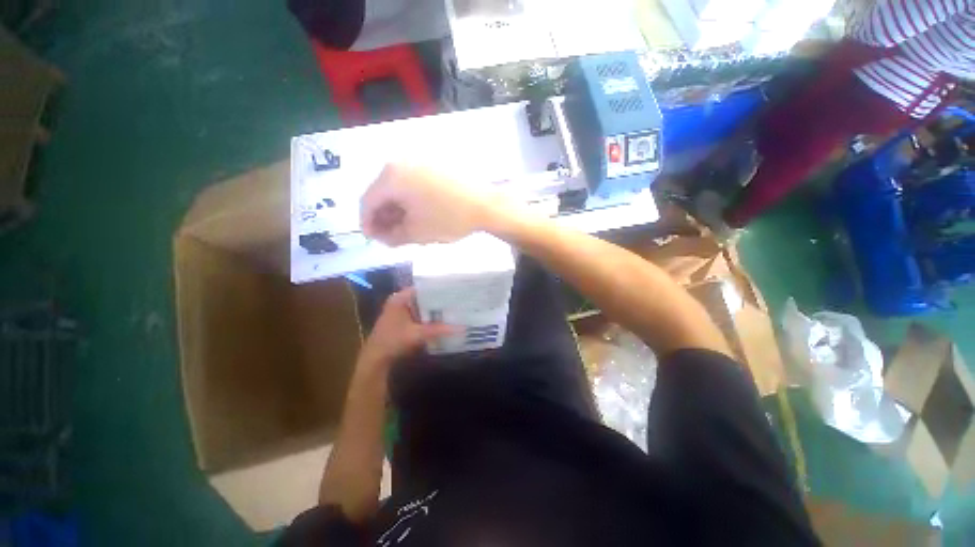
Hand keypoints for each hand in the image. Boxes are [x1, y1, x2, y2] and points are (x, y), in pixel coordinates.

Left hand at [358, 289, 455, 368]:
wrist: (375, 359)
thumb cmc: (393, 342)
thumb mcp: (417, 335)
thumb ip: (438, 330)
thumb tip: (462, 328)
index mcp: (400, 298)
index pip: (423, 287)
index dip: (438, 289)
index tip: (454, 290)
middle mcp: (399, 301)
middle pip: (423, 297)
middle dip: (439, 300)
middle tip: (457, 300)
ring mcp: (400, 310)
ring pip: (422, 306)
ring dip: (434, 310)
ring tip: (453, 308)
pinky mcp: (402, 320)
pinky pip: (419, 314)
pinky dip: (428, 317)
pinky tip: (442, 320)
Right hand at [360, 164, 502, 245]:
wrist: (486, 204)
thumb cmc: (449, 218)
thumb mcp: (417, 233)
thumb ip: (392, 236)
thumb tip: (382, 236)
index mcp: (392, 176)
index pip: (368, 201)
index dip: (367, 223)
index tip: (373, 239)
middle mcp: (401, 161)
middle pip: (382, 191)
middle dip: (383, 216)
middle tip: (390, 235)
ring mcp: (419, 159)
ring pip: (398, 186)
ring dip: (397, 208)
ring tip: (404, 226)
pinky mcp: (434, 163)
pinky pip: (413, 181)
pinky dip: (410, 198)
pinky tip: (417, 213)